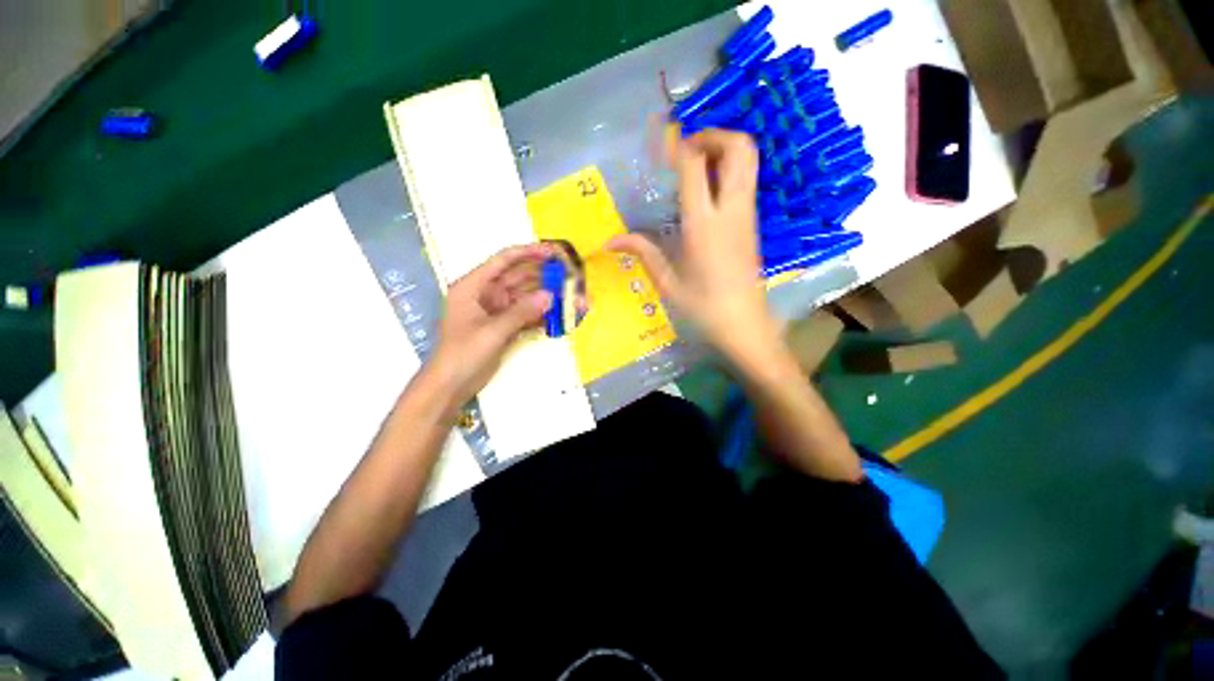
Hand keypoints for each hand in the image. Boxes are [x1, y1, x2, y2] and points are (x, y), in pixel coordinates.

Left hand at [427, 244, 553, 406]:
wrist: (451, 386)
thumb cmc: (463, 353)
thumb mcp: (492, 331)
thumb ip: (521, 312)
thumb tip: (550, 296)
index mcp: (473, 286)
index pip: (503, 261)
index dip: (528, 252)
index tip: (552, 251)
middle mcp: (486, 294)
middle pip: (518, 278)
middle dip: (543, 277)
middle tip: (569, 276)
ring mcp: (496, 311)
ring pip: (525, 298)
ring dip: (546, 298)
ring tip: (570, 297)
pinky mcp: (504, 327)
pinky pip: (526, 315)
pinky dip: (541, 316)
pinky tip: (559, 315)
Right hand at [608, 129, 778, 360]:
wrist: (745, 325)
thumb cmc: (703, 308)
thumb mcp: (668, 282)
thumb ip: (642, 253)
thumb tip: (610, 241)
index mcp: (704, 225)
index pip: (695, 165)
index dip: (678, 144)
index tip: (661, 138)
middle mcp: (731, 211)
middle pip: (738, 148)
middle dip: (712, 135)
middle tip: (686, 148)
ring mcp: (747, 215)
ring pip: (748, 160)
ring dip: (723, 148)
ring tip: (695, 164)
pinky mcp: (753, 223)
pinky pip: (746, 180)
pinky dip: (729, 168)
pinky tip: (707, 189)